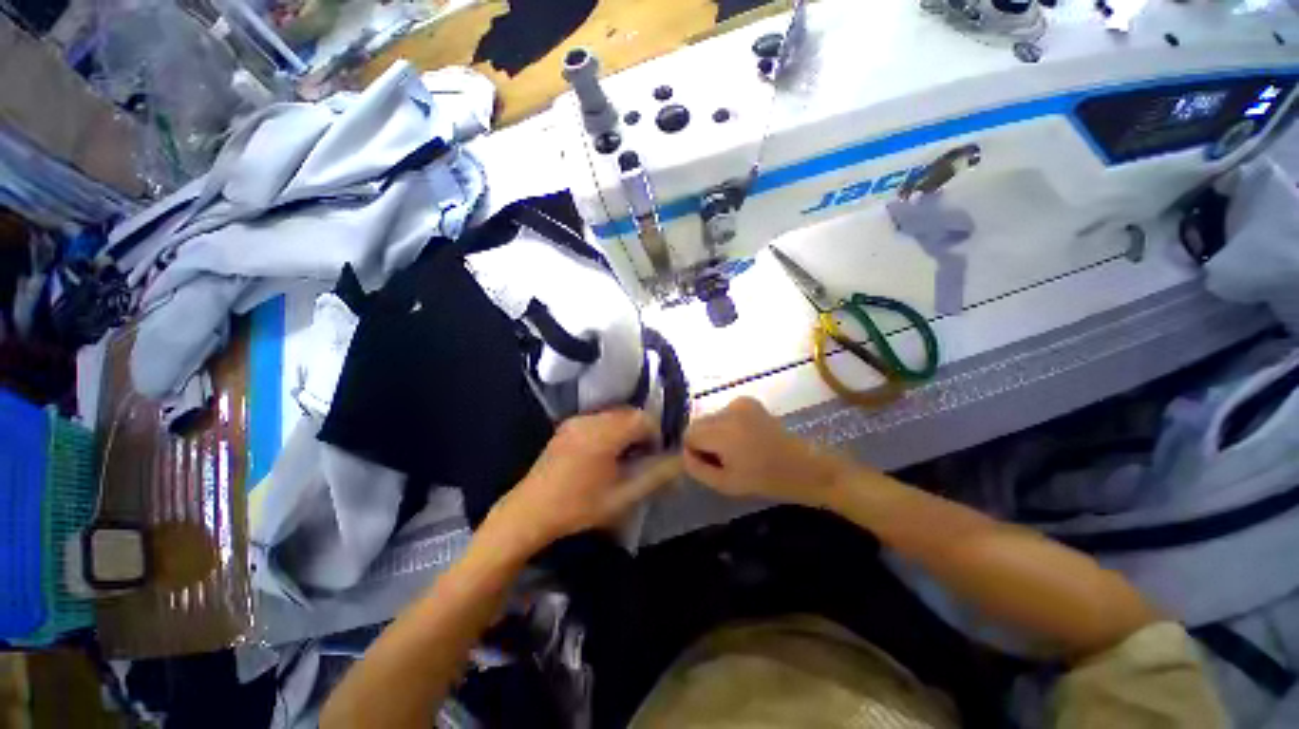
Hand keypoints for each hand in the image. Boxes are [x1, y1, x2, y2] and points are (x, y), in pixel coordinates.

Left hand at [483, 409, 682, 557]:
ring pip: (613, 415)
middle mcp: (590, 420)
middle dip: (641, 430)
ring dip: (625, 429)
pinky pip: (598, 419)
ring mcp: (575, 421)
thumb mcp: (622, 497)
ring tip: (625, 456)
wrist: (528, 512)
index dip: (655, 433)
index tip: (655, 455)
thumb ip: (655, 477)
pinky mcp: (566, 427)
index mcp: (604, 434)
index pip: (642, 418)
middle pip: (628, 413)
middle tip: (643, 456)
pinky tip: (605, 454)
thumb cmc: (578, 507)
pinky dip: (610, 429)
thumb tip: (680, 462)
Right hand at [683, 397, 853, 506]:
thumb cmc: (765, 480)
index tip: (712, 464)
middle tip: (725, 460)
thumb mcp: (725, 484)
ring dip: (715, 433)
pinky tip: (745, 439)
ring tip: (738, 450)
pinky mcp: (748, 401)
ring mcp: (739, 402)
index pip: (688, 434)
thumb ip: (696, 468)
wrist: (805, 466)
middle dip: (704, 441)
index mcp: (723, 431)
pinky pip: (724, 413)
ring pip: (711, 418)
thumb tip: (684, 453)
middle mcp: (728, 409)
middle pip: (698, 423)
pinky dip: (727, 425)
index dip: (694, 451)